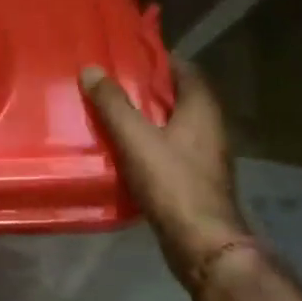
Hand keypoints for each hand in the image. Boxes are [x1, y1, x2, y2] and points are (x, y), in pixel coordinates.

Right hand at [81, 61, 255, 291]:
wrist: (203, 246)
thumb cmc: (173, 183)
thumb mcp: (136, 138)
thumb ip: (113, 103)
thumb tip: (91, 69)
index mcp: (201, 108)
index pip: (184, 68)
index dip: (157, 59)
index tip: (127, 55)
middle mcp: (210, 127)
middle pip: (177, 96)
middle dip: (146, 88)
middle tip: (111, 81)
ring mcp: (206, 155)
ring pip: (173, 124)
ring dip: (147, 117)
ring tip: (111, 112)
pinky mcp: (197, 179)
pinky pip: (170, 149)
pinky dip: (150, 143)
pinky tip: (123, 148)